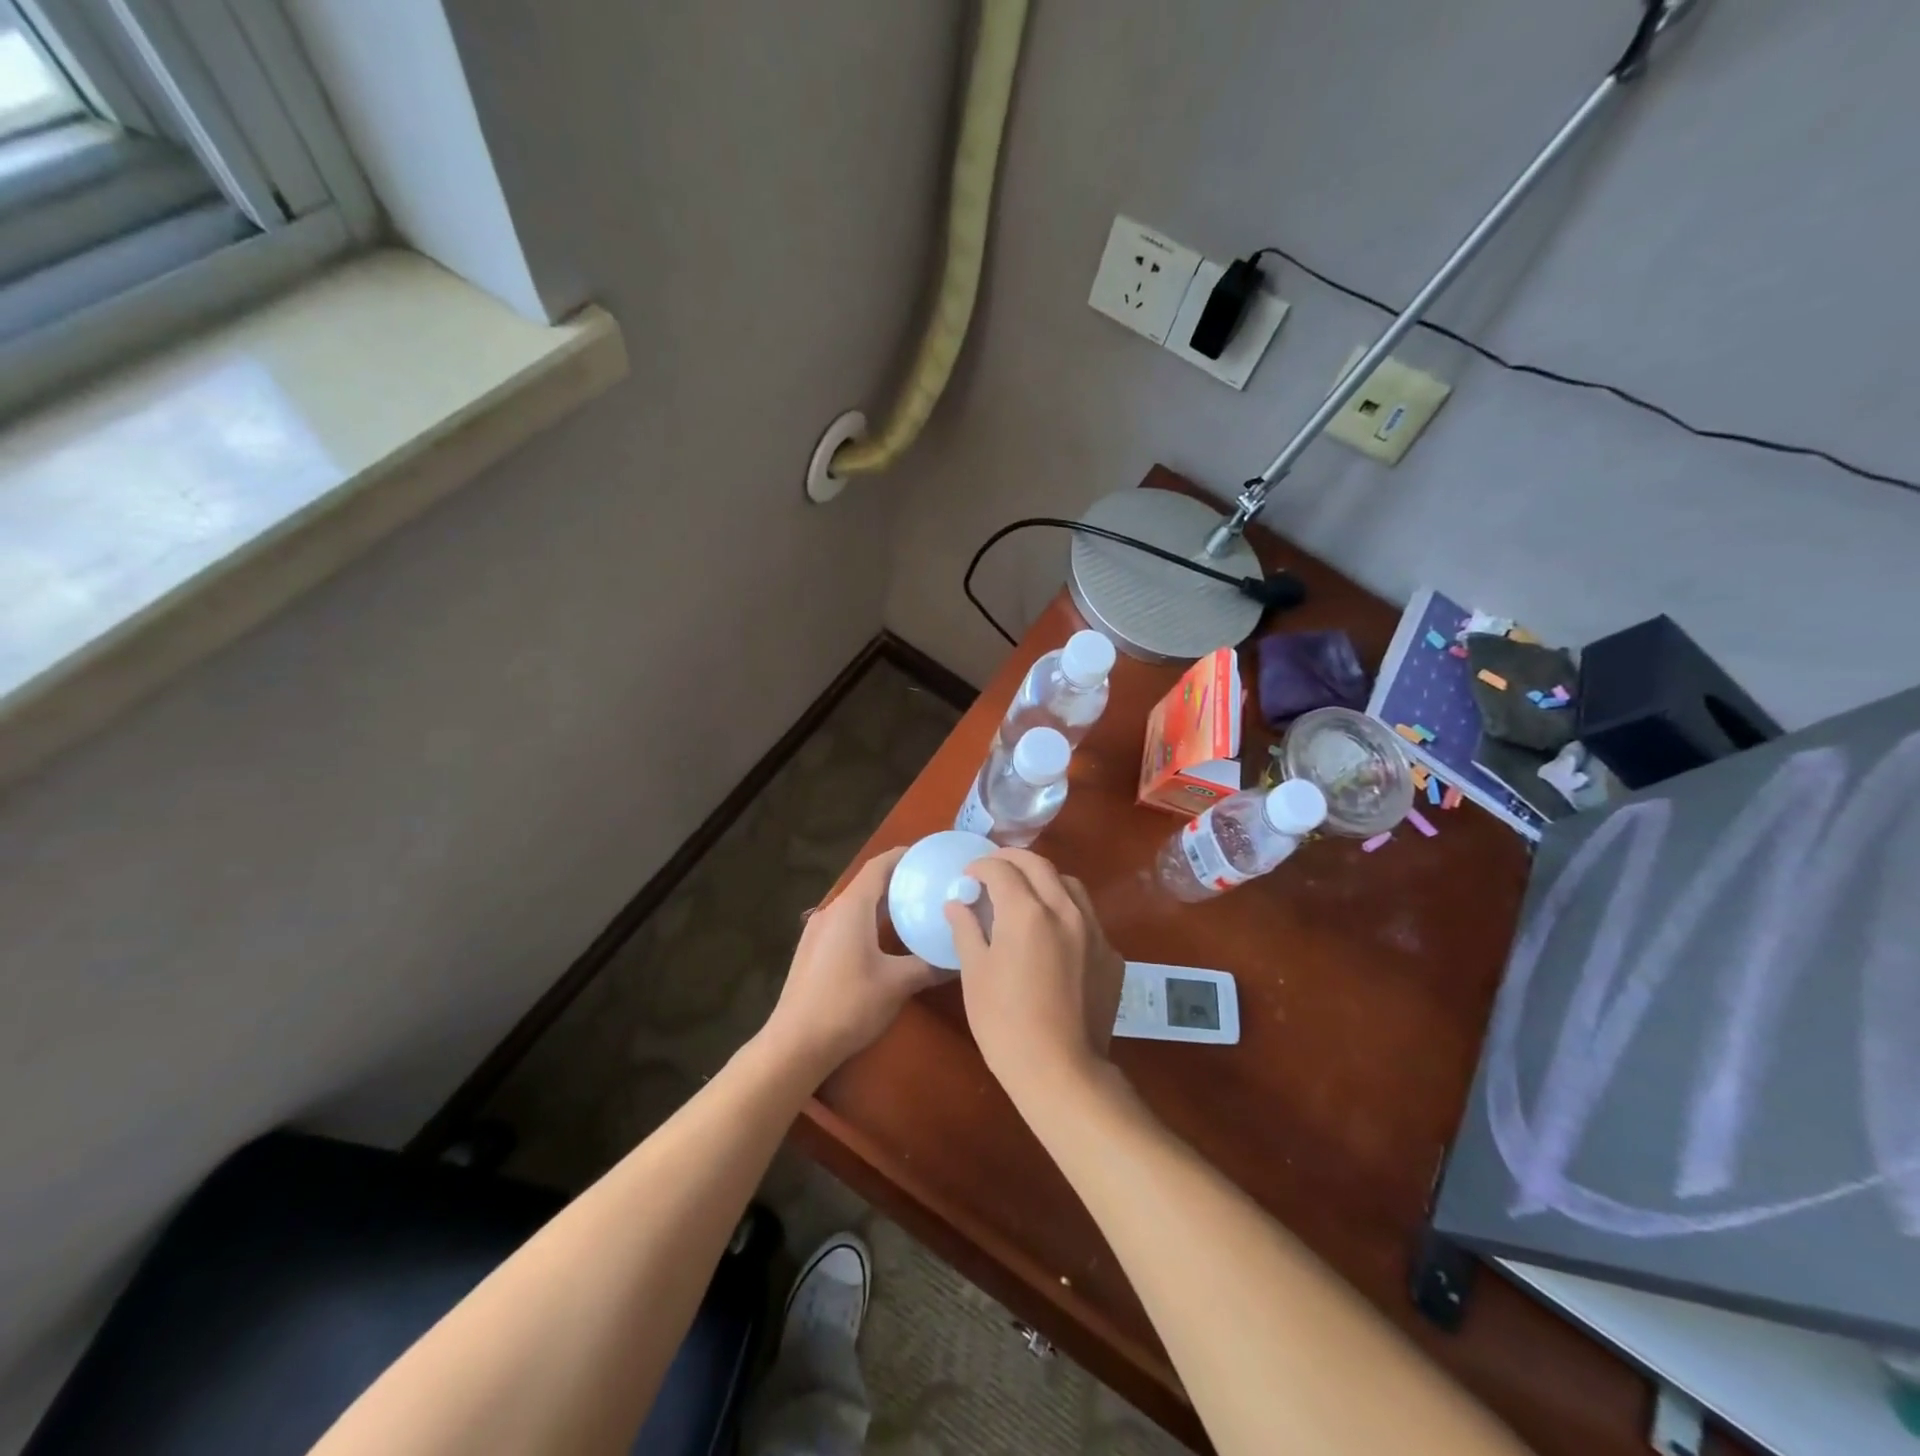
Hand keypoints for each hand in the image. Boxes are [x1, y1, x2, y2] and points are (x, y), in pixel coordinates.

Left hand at [762, 847, 938, 1082]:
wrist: (795, 1045)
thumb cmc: (848, 1005)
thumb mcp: (897, 984)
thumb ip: (929, 965)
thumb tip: (960, 958)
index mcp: (851, 908)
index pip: (879, 866)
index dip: (904, 856)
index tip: (931, 856)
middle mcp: (831, 912)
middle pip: (869, 884)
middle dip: (900, 882)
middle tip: (932, 886)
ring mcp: (818, 932)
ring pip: (857, 906)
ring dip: (884, 905)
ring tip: (916, 911)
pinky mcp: (813, 952)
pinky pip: (847, 924)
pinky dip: (870, 922)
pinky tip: (887, 942)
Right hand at [946, 849, 1124, 1105]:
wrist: (1061, 1070)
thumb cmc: (1005, 1023)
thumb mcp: (975, 974)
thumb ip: (966, 930)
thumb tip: (956, 903)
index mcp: (1027, 912)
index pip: (1002, 869)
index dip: (981, 866)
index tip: (968, 875)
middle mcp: (1065, 910)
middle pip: (1039, 865)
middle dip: (1012, 860)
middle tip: (993, 870)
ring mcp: (1094, 931)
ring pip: (1070, 885)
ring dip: (1044, 879)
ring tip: (1026, 893)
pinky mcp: (1111, 955)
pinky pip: (1088, 917)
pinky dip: (1067, 911)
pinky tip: (1054, 933)